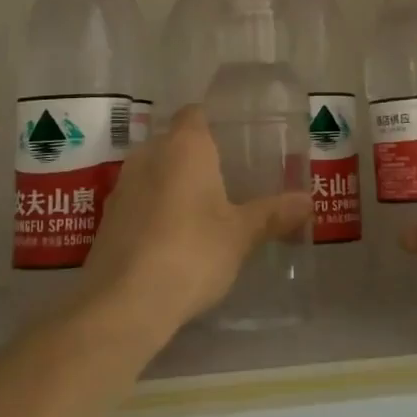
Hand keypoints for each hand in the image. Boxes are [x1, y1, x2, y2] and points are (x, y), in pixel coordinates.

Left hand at [76, 106, 310, 342]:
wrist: (124, 303)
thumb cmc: (192, 252)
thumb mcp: (241, 235)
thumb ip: (273, 214)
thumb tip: (308, 201)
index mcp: (184, 146)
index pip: (195, 113)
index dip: (213, 122)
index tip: (235, 140)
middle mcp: (149, 154)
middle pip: (174, 142)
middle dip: (196, 156)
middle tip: (227, 178)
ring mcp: (123, 186)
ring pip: (154, 171)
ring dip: (173, 184)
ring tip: (203, 209)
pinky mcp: (108, 219)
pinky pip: (139, 200)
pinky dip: (154, 209)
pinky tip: (173, 237)